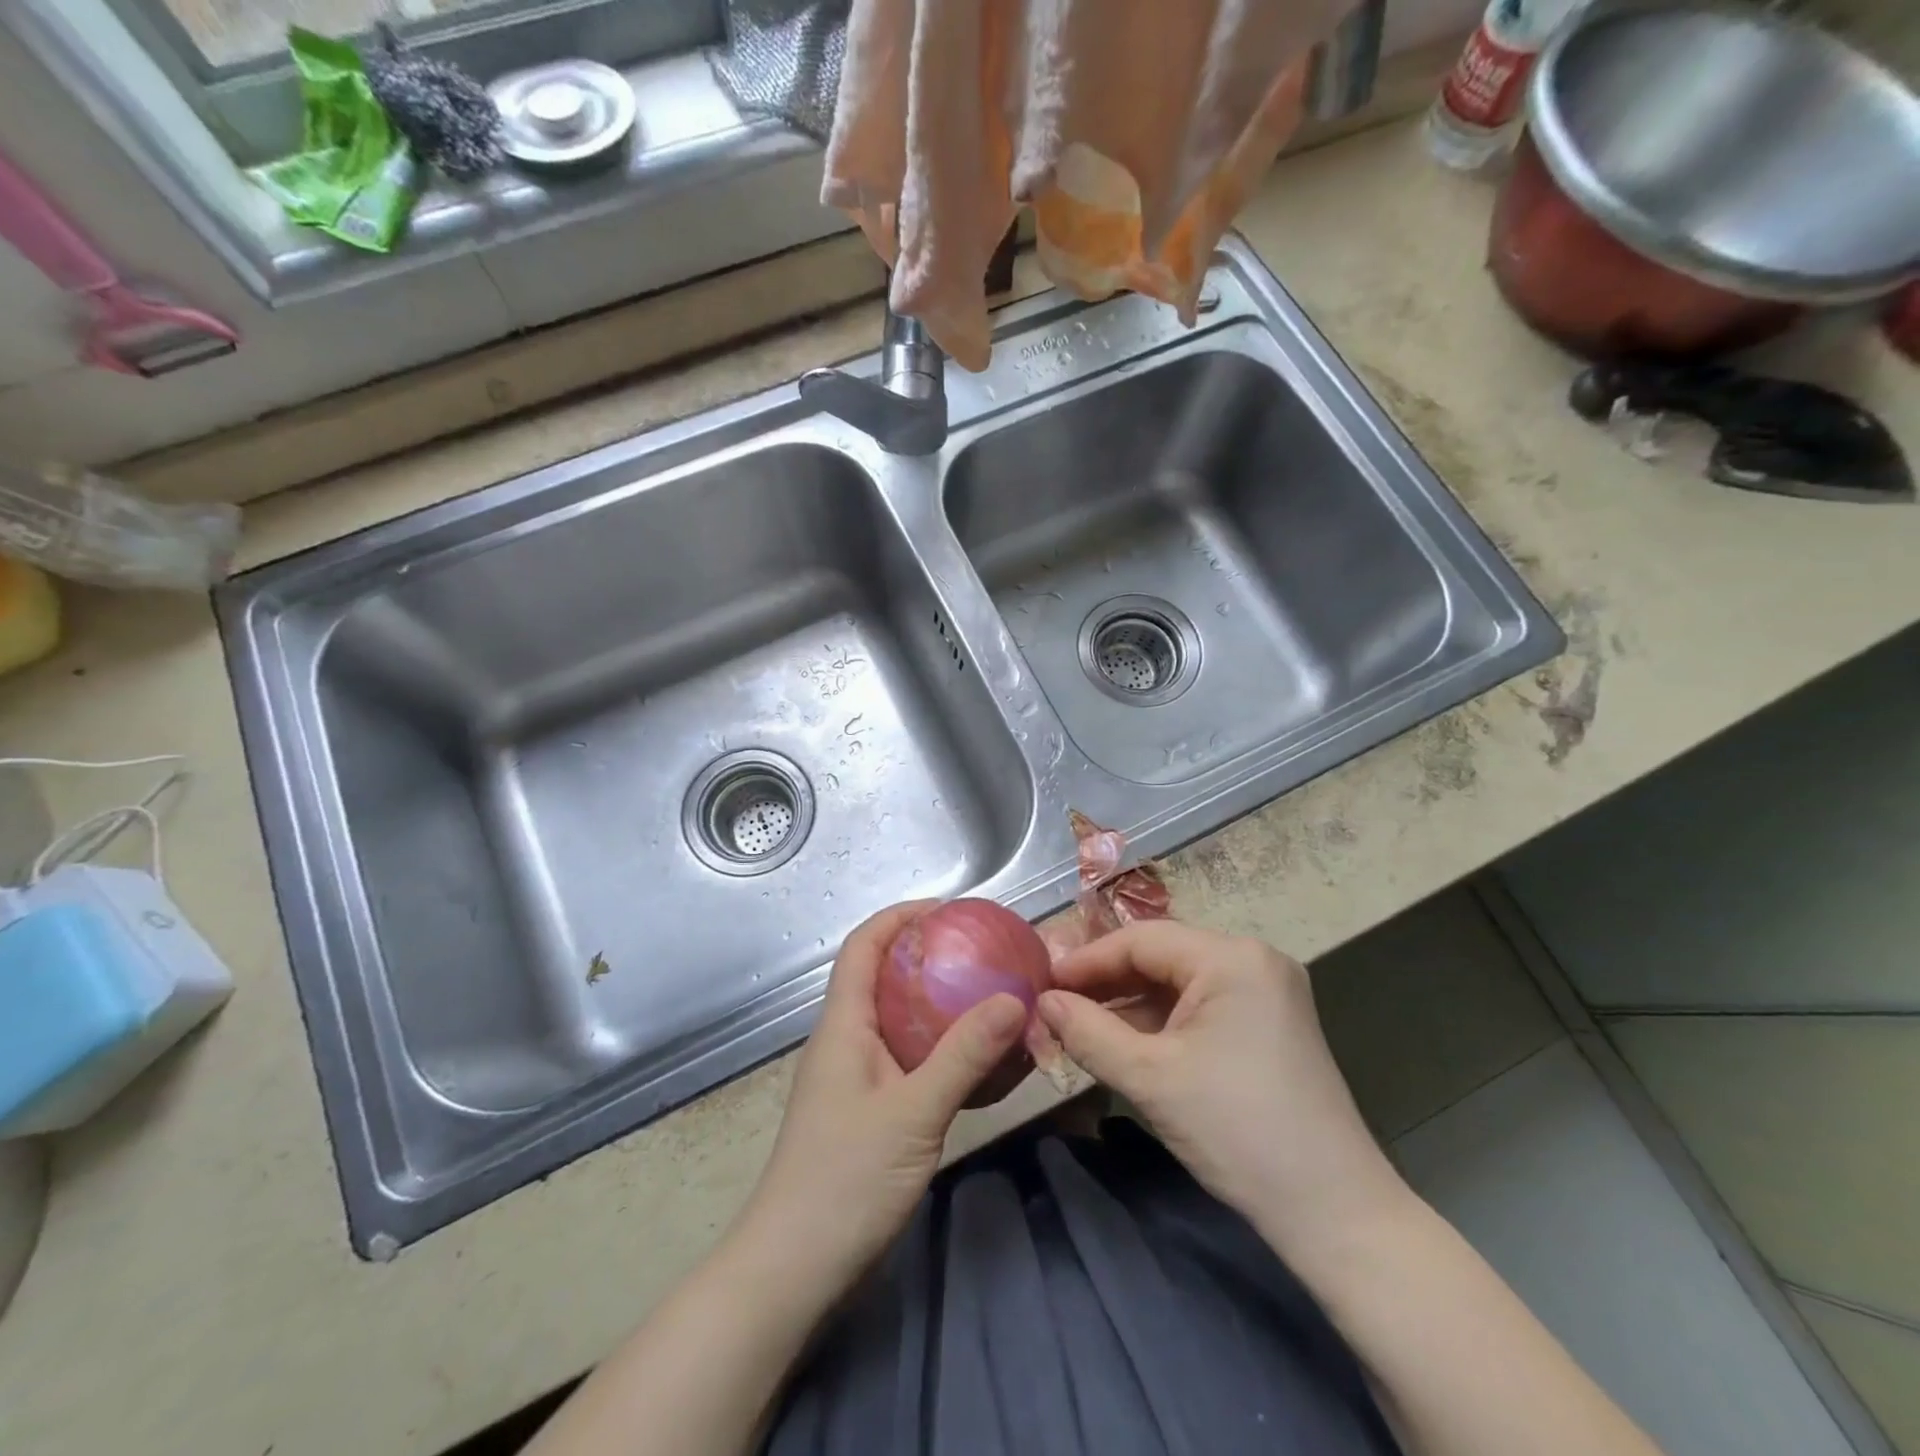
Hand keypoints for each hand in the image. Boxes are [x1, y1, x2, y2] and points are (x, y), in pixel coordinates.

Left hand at [734, 901, 1027, 1297]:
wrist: (793, 1269)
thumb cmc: (845, 1180)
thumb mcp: (914, 1113)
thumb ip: (964, 1055)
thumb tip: (1014, 999)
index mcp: (843, 1025)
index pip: (863, 946)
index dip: (900, 916)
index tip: (949, 908)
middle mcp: (845, 1040)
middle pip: (883, 976)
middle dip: (928, 956)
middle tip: (983, 952)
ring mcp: (855, 1078)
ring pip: (898, 1019)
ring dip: (938, 1003)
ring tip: (989, 997)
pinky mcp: (868, 1110)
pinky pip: (908, 1059)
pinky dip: (941, 1048)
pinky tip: (978, 1062)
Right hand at [1038, 921, 1409, 1260]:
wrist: (1334, 1214)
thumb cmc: (1237, 1132)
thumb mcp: (1149, 1079)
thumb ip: (1087, 1032)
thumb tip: (1042, 1002)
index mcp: (1232, 958)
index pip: (1141, 940)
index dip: (1087, 961)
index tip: (1042, 984)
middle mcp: (1253, 960)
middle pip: (1161, 957)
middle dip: (1107, 983)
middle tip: (1057, 1006)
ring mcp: (1267, 992)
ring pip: (1179, 983)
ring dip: (1130, 1005)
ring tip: (1081, 1026)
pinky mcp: (1269, 1024)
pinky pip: (1201, 1007)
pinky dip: (1161, 1022)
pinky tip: (1126, 1044)